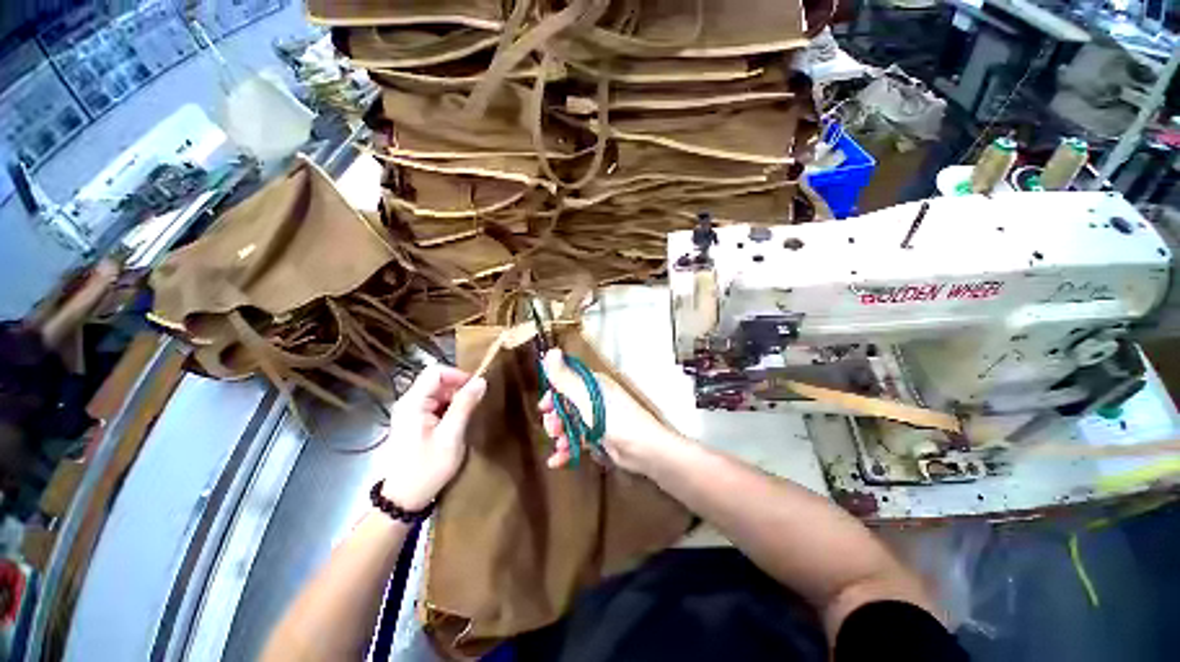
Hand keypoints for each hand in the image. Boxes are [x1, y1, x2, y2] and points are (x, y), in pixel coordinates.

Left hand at [380, 365, 485, 510]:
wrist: (403, 499)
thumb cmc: (427, 468)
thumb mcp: (451, 436)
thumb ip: (465, 405)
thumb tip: (481, 380)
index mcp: (413, 403)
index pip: (436, 371)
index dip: (458, 375)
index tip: (476, 388)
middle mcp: (408, 403)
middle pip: (436, 381)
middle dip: (459, 388)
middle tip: (475, 405)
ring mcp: (409, 413)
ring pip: (437, 393)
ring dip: (455, 400)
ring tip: (467, 416)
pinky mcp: (413, 422)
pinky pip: (434, 405)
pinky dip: (449, 409)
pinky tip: (456, 424)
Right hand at [537, 349, 677, 473]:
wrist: (642, 448)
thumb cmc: (613, 418)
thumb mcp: (584, 396)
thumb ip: (564, 378)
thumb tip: (551, 351)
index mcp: (592, 384)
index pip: (567, 383)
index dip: (553, 394)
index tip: (543, 407)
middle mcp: (593, 399)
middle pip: (566, 406)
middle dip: (555, 417)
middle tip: (553, 429)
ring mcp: (596, 419)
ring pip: (570, 425)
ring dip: (561, 435)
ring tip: (559, 445)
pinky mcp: (599, 438)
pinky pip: (578, 441)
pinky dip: (567, 450)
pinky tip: (556, 461)